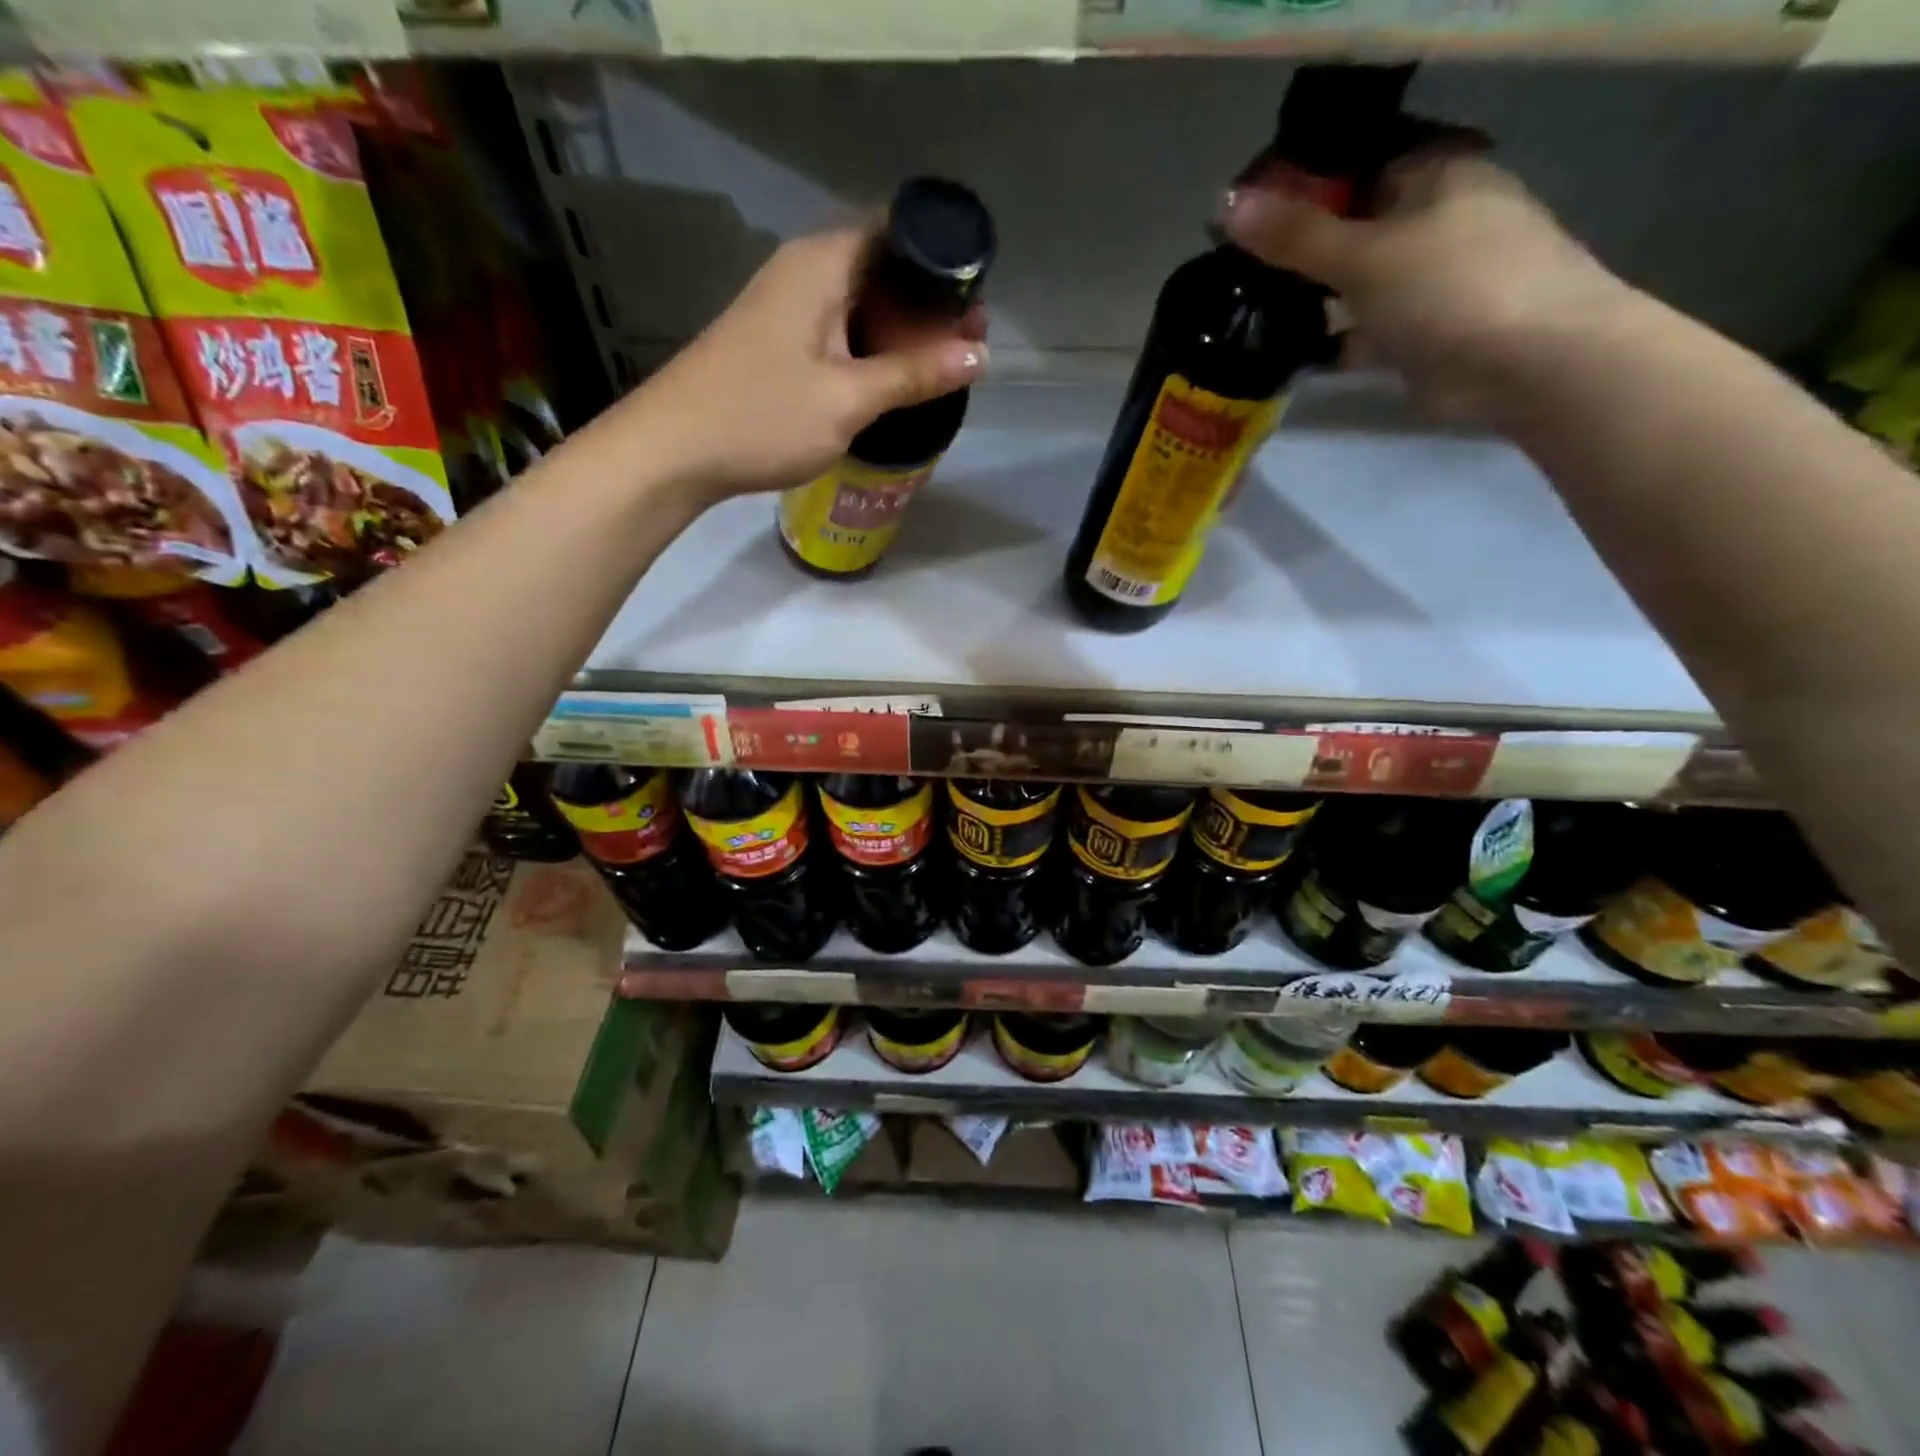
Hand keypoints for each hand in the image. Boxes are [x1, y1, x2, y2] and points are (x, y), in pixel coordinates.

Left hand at [619, 227, 987, 502]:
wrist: (675, 450)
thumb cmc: (762, 417)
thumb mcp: (849, 399)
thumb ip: (915, 374)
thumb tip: (980, 355)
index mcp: (823, 263)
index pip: (899, 233)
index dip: (942, 265)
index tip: (975, 306)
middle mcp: (804, 270)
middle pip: (883, 270)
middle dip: (927, 306)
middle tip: (967, 347)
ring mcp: (787, 305)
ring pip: (862, 305)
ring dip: (900, 333)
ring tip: (940, 369)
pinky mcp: (777, 339)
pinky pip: (840, 331)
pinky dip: (870, 350)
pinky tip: (891, 383)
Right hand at [1222, 151, 1633, 427]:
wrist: (1526, 362)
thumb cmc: (1449, 286)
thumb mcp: (1363, 255)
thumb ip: (1295, 236)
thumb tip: (1225, 204)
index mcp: (1433, 174)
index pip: (1353, 170)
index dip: (1297, 193)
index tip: (1245, 224)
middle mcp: (1434, 220)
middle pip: (1350, 230)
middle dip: (1298, 255)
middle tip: (1235, 276)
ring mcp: (1430, 281)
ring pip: (1354, 285)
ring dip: (1310, 302)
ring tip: (1247, 317)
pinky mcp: (1420, 335)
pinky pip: (1361, 331)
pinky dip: (1328, 342)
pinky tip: (1283, 356)